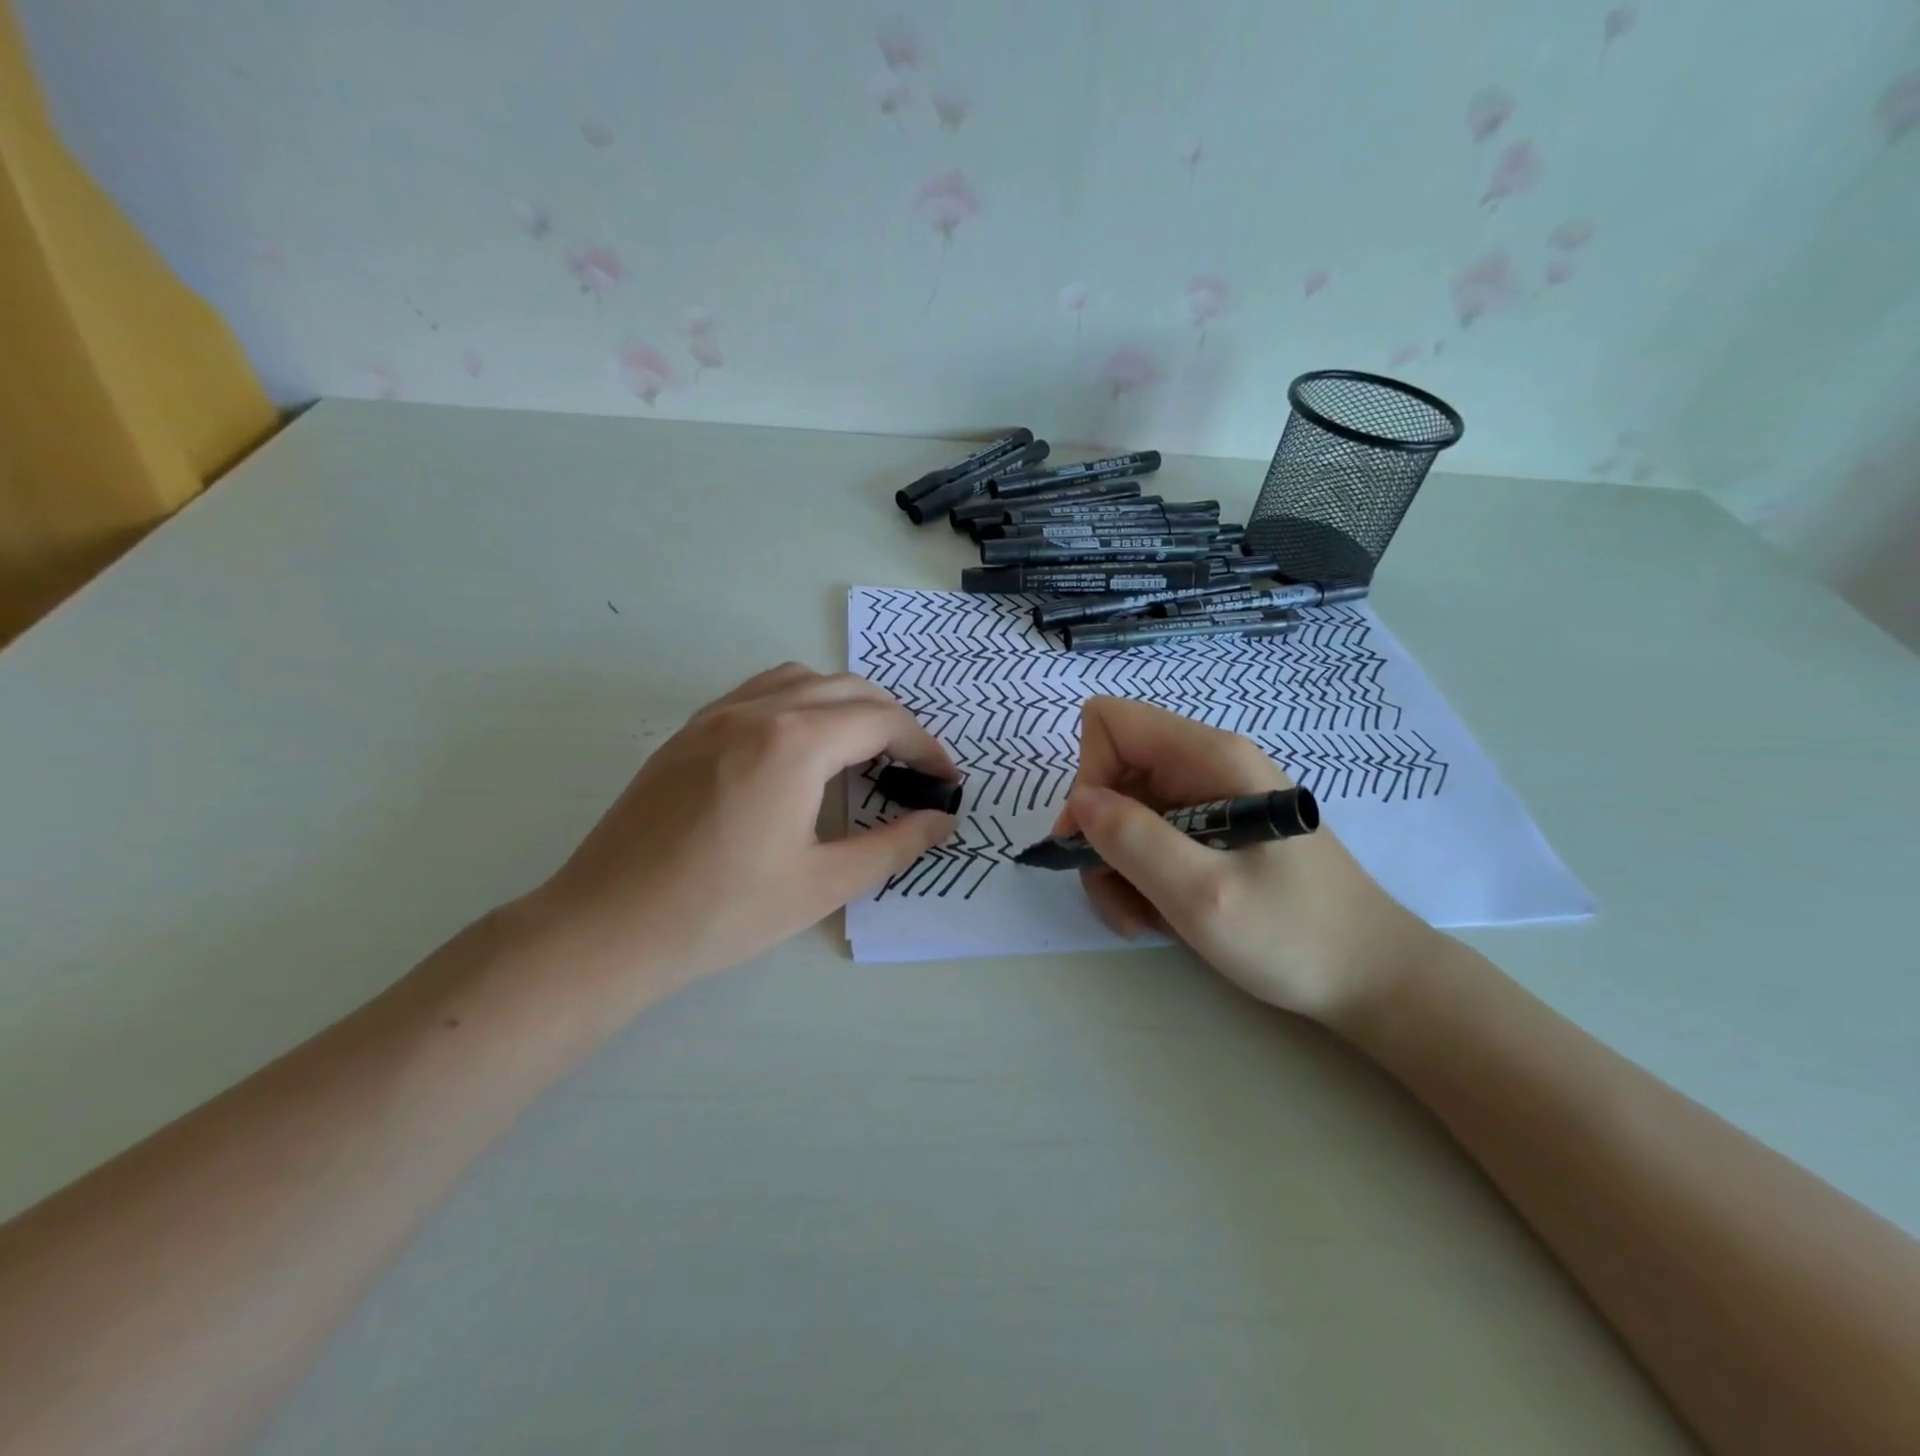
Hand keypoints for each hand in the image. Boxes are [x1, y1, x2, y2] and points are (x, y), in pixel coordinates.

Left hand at [527, 663, 956, 995]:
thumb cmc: (722, 911)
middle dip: (892, 721)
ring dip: (844, 703)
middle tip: (912, 768)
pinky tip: (799, 750)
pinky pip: (759, 692)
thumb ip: (892, 845)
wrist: (607, 927)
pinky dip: (799, 703)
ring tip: (861, 750)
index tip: (945, 781)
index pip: (882, 721)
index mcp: (795, 742)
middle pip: (847, 689)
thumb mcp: (822, 884)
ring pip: (801, 679)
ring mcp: (715, 715)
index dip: (925, 747)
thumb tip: (941, 822)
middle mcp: (758, 710)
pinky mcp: (689, 732)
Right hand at [1054, 696, 1436, 1022]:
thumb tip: (1081, 801)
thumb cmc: (1295, 935)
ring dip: (1118, 868)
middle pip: (1112, 773)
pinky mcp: (1213, 830)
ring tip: (1144, 919)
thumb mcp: (1204, 895)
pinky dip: (1140, 877)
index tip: (1094, 840)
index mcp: (1209, 757)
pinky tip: (1163, 916)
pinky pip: (1150, 838)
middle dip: (1100, 837)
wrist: (1372, 978)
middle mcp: (1205, 765)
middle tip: (1118, 896)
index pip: (1110, 722)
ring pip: (1124, 812)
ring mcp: (1209, 798)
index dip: (1089, 775)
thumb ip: (1135, 841)